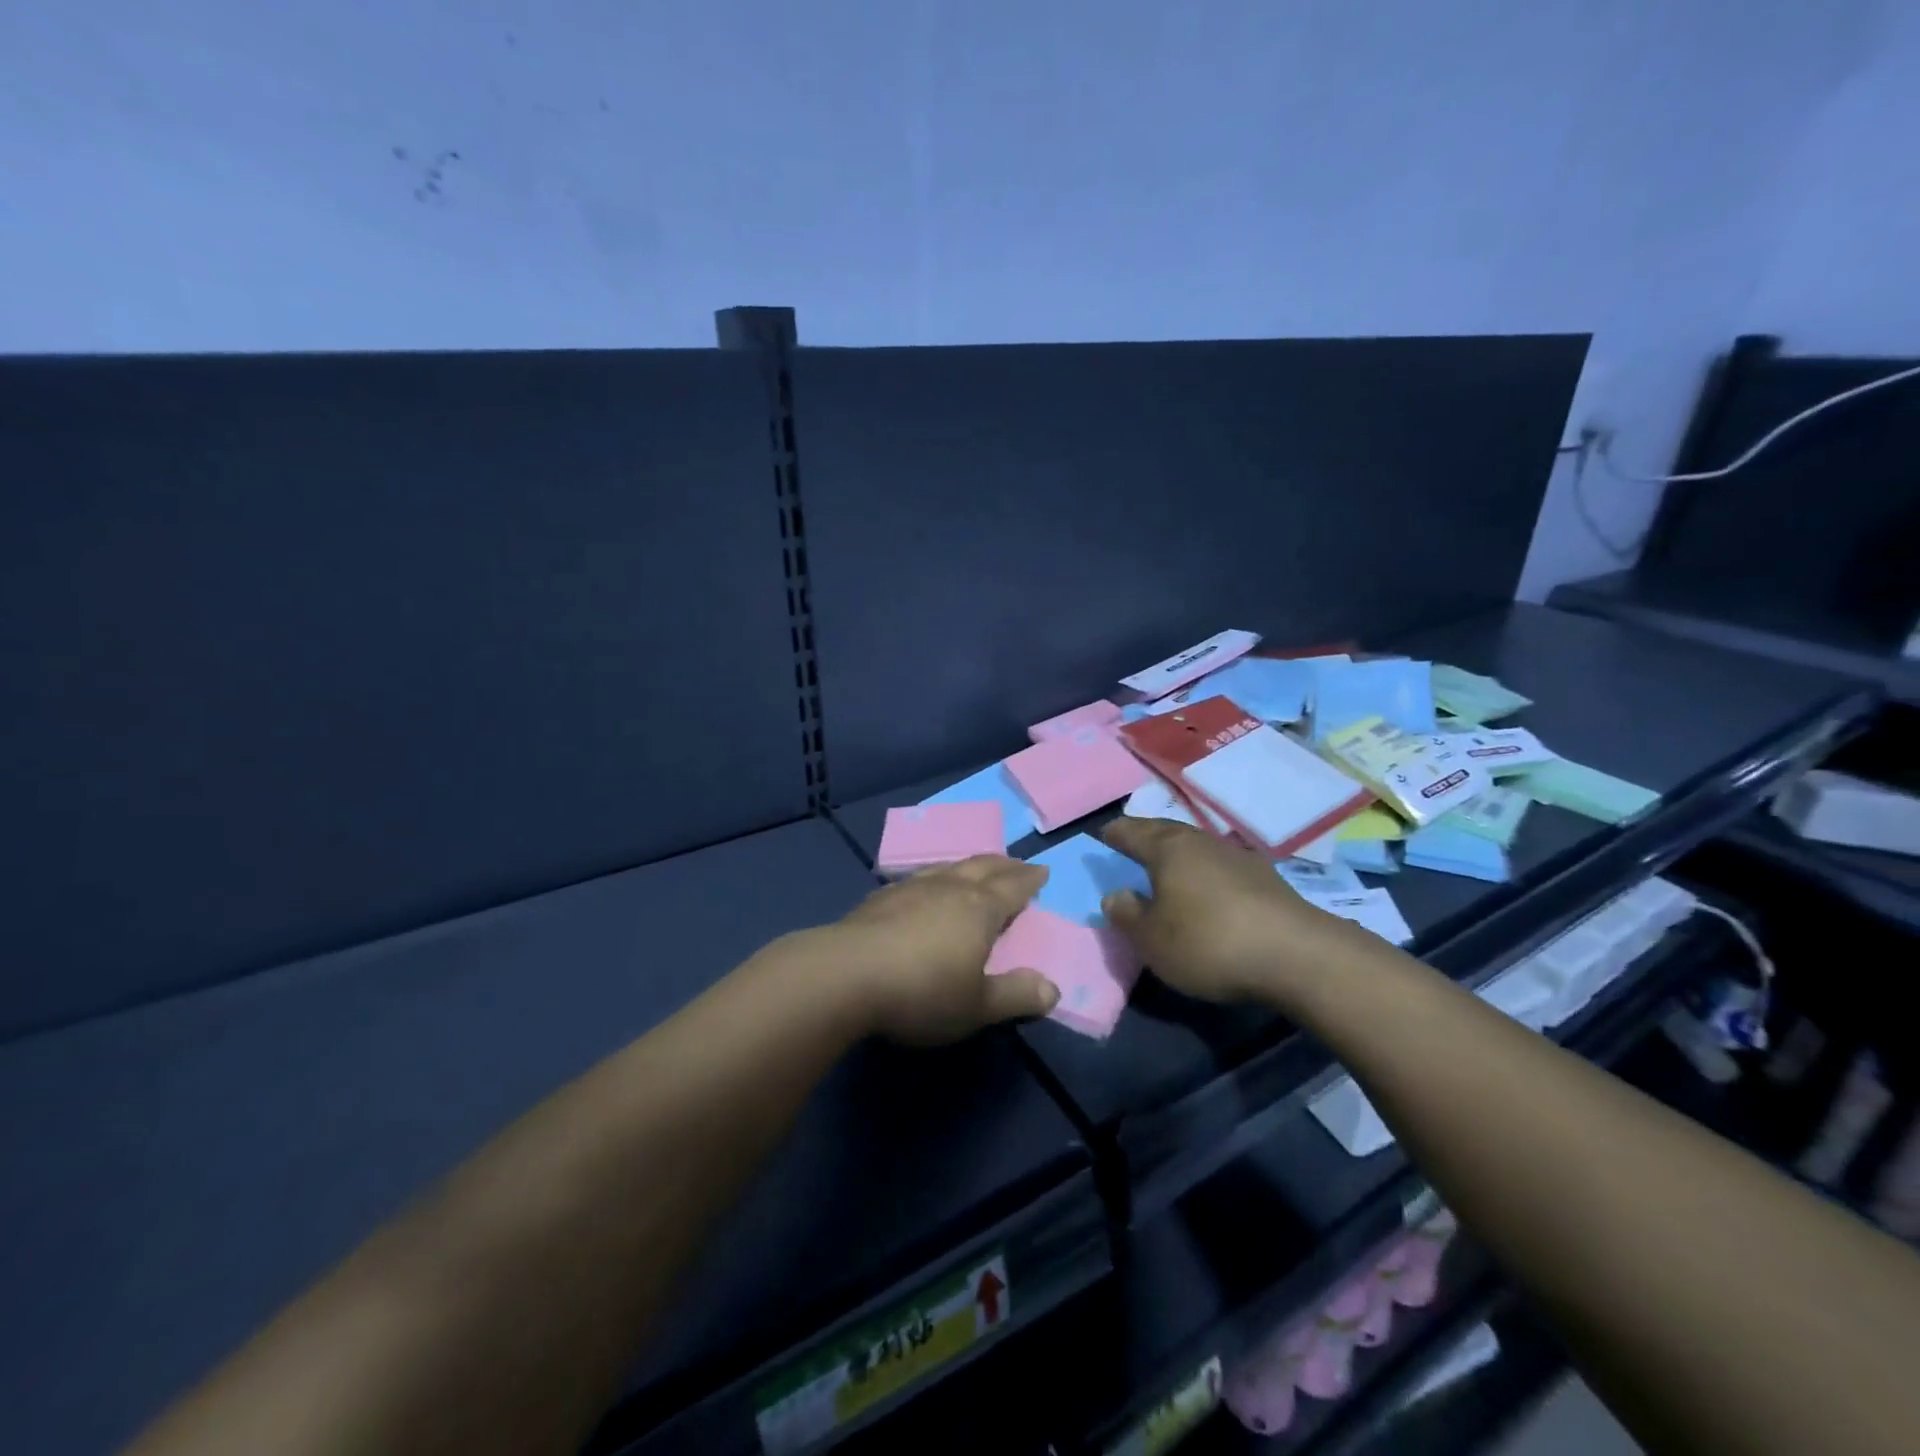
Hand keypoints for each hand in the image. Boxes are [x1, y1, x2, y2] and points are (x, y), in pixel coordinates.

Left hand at [830, 856, 1058, 1044]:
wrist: (845, 975)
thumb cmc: (922, 991)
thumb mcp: (977, 1006)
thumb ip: (1015, 996)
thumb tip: (1053, 989)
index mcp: (979, 908)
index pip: (1013, 887)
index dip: (1030, 880)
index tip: (1042, 871)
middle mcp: (948, 888)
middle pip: (982, 866)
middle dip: (1004, 865)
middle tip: (1017, 865)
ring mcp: (911, 888)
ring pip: (948, 867)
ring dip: (968, 866)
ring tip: (974, 870)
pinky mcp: (880, 898)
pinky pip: (918, 879)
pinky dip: (934, 879)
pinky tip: (924, 889)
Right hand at [1098, 818, 1370, 1007]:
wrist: (1297, 956)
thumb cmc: (1209, 942)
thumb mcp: (1152, 940)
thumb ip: (1127, 915)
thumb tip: (1115, 894)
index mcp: (1168, 849)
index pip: (1131, 832)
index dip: (1114, 834)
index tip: (1102, 836)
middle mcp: (1201, 842)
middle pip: (1165, 831)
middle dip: (1145, 836)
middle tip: (1130, 844)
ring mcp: (1237, 857)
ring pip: (1195, 847)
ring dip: (1177, 854)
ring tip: (1165, 867)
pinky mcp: (1265, 878)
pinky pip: (1219, 865)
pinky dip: (1203, 871)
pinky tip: (1206, 888)